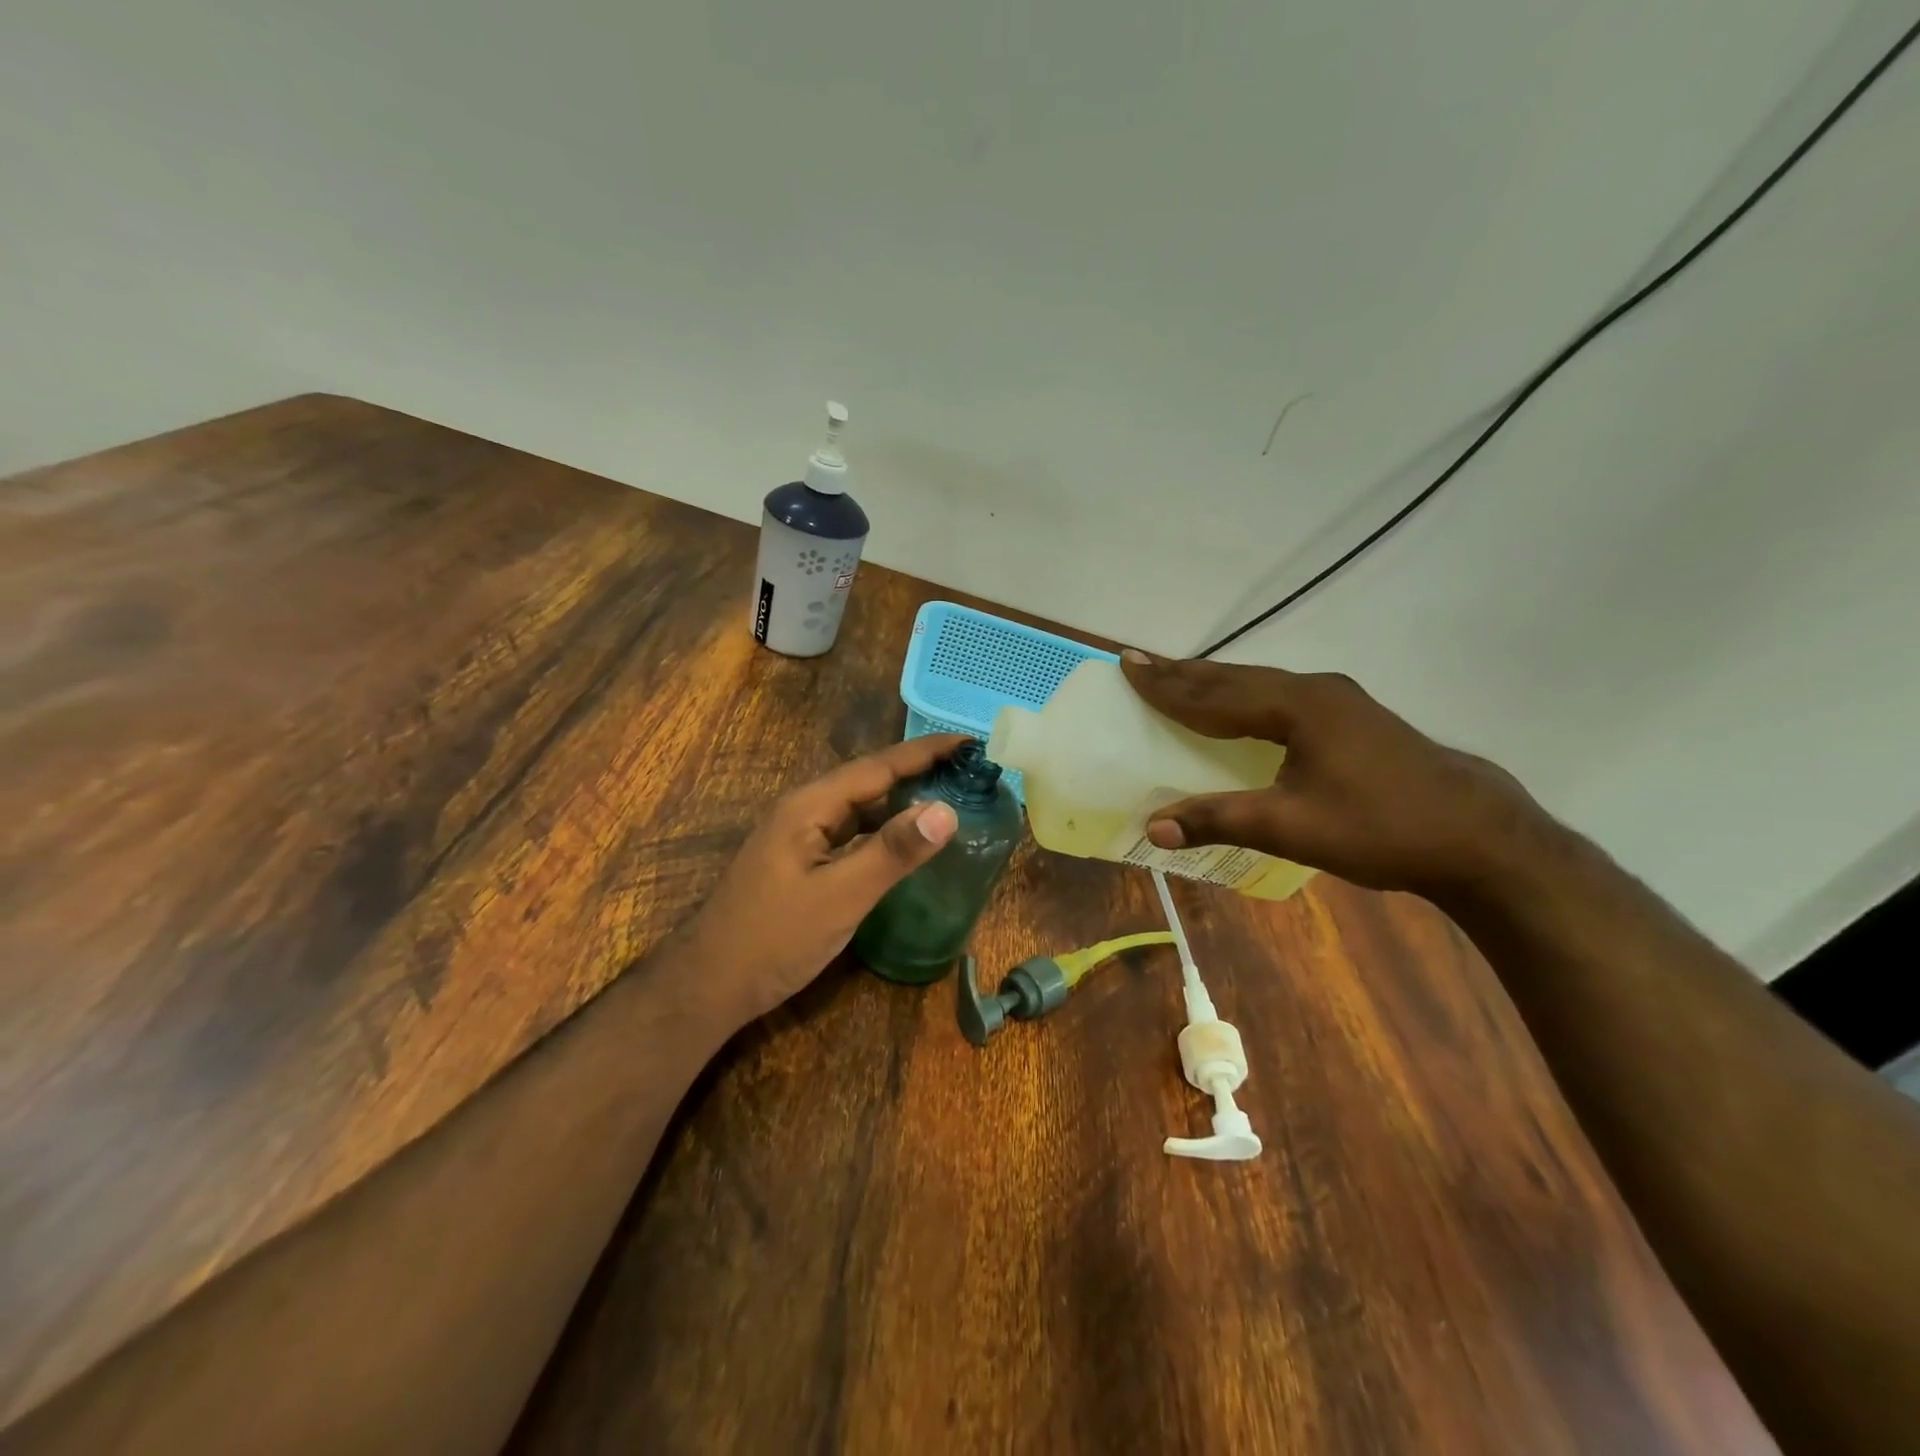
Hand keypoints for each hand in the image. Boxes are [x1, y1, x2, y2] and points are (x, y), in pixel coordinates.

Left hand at [681, 734, 968, 1025]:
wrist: (709, 986)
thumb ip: (893, 852)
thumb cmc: (774, 938)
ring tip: (948, 796)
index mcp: (810, 806)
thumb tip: (946, 810)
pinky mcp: (800, 862)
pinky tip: (904, 840)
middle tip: (969, 770)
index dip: (925, 752)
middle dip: (918, 770)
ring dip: (901, 799)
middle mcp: (804, 810)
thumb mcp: (841, 896)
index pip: (878, 766)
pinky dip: (883, 829)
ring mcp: (799, 836)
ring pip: (859, 807)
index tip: (969, 742)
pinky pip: (850, 832)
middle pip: (869, 780)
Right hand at [1120, 652, 1553, 900]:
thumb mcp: (1293, 827)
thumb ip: (1220, 820)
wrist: (1478, 837)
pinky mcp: (1352, 717)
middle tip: (1140, 662)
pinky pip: (1279, 695)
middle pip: (1234, 678)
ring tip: (1177, 677)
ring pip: (1259, 684)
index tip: (1127, 665)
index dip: (1166, 684)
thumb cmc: (1381, 828)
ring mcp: (1338, 700)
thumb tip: (1153, 829)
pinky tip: (1240, 705)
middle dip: (1184, 673)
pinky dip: (1244, 695)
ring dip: (1214, 682)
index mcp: (1297, 707)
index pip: (1214, 694)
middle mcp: (1315, 691)